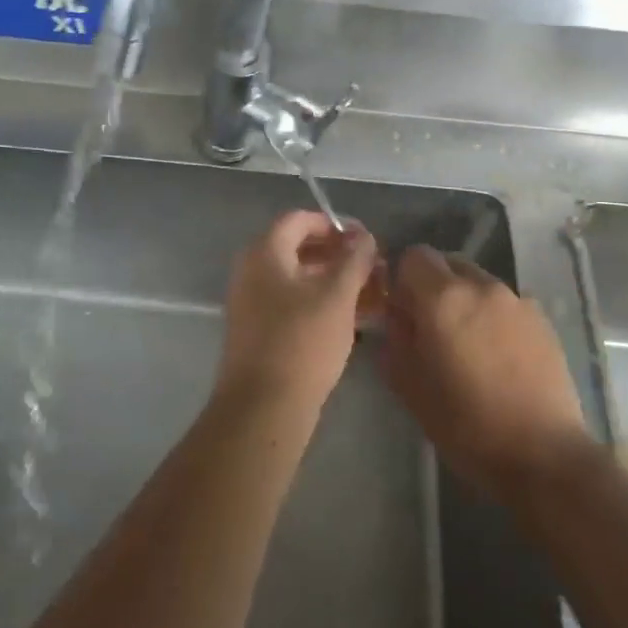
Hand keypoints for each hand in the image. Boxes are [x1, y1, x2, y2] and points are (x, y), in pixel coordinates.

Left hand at [219, 211, 380, 413]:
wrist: (264, 407)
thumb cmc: (302, 341)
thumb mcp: (337, 296)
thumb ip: (354, 260)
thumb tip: (364, 237)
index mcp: (264, 252)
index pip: (299, 219)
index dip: (334, 224)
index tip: (366, 239)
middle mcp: (252, 271)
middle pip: (300, 249)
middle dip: (340, 255)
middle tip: (375, 267)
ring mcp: (253, 303)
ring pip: (300, 280)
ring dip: (336, 282)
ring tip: (374, 294)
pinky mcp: (260, 331)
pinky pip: (294, 304)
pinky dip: (323, 304)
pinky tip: (357, 318)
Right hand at [381, 247, 590, 500]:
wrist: (542, 454)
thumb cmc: (465, 423)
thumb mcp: (408, 385)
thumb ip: (395, 337)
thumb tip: (397, 314)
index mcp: (443, 297)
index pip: (413, 256)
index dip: (402, 279)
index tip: (402, 311)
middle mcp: (481, 286)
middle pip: (448, 263)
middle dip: (433, 287)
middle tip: (431, 328)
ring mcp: (517, 300)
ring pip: (478, 283)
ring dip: (465, 301)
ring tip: (468, 346)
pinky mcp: (542, 320)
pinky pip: (505, 304)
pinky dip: (493, 317)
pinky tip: (498, 357)